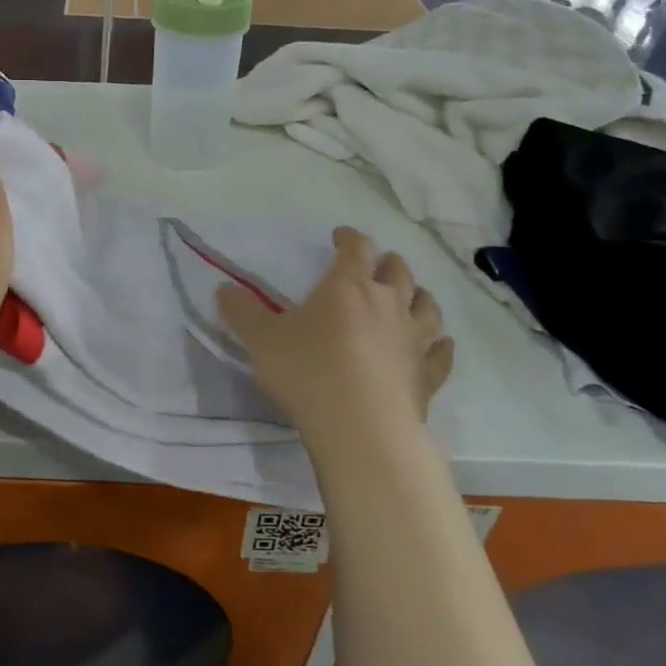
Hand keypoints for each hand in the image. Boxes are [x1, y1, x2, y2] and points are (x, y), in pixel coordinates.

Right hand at [218, 227, 452, 448]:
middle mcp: (387, 303)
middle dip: (386, 263)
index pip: (356, 248)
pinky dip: (442, 346)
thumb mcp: (261, 341)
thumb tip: (223, 290)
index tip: (340, 237)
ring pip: (426, 306)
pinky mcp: (427, 375)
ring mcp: (413, 339)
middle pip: (397, 271)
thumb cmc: (307, 373)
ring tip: (411, 296)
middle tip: (375, 265)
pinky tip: (441, 345)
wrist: (360, 427)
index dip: (349, 238)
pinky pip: (442, 354)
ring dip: (418, 296)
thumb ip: (242, 313)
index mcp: (348, 286)